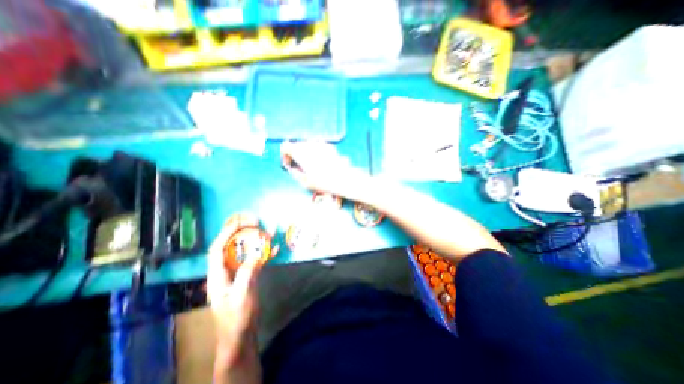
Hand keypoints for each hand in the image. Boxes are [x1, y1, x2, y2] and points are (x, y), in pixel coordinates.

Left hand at [206, 215, 277, 358]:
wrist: (241, 334)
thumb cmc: (237, 317)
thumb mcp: (242, 294)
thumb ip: (248, 271)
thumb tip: (257, 250)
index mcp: (218, 274)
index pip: (218, 248)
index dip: (227, 233)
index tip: (241, 222)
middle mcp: (226, 270)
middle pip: (231, 246)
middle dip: (242, 232)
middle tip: (256, 222)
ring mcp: (238, 272)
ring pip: (245, 251)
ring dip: (256, 241)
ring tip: (269, 231)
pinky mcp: (248, 276)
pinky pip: (256, 260)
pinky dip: (265, 253)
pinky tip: (275, 249)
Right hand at [281, 140, 372, 200]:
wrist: (343, 179)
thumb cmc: (323, 182)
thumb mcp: (305, 182)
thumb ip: (295, 173)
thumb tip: (292, 169)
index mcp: (300, 153)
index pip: (285, 146)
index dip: (285, 155)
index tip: (289, 163)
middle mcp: (309, 146)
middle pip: (297, 146)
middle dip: (296, 154)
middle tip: (300, 166)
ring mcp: (320, 145)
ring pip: (308, 145)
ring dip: (306, 153)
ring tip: (311, 165)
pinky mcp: (330, 147)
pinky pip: (319, 147)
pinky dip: (317, 152)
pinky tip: (321, 163)